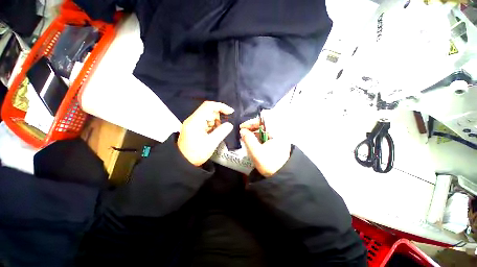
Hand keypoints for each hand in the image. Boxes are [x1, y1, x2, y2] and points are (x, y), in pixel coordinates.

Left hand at [178, 101, 233, 165]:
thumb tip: (230, 124)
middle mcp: (193, 119)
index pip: (208, 106)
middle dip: (219, 117)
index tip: (230, 112)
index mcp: (195, 121)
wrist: (183, 162)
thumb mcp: (210, 143)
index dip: (221, 106)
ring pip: (208, 116)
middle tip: (224, 126)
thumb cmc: (195, 154)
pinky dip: (213, 126)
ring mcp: (193, 123)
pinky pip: (206, 122)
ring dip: (216, 122)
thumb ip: (221, 132)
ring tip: (218, 132)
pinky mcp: (195, 128)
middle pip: (209, 110)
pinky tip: (214, 134)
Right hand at [240, 119, 290, 177]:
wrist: (281, 176)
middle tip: (242, 133)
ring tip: (245, 138)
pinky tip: (252, 143)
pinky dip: (258, 139)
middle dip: (251, 129)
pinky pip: (265, 137)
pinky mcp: (276, 143)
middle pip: (263, 126)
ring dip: (254, 134)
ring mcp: (278, 138)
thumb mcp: (256, 152)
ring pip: (263, 132)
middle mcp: (278, 133)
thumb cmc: (269, 163)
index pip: (263, 121)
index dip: (251, 123)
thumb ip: (248, 139)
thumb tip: (242, 130)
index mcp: (276, 132)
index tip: (242, 127)